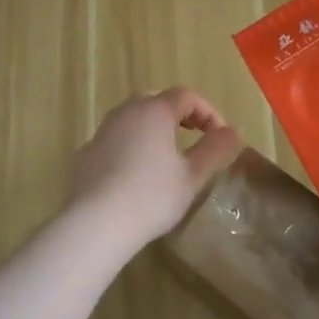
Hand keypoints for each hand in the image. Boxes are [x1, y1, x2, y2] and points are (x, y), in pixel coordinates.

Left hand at [68, 89, 243, 251]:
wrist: (96, 222)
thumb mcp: (192, 176)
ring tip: (166, 152)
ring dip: (153, 127)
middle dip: (179, 114)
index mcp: (154, 111)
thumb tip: (232, 132)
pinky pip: (115, 138)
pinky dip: (131, 144)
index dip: (208, 111)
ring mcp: (102, 130)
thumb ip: (214, 149)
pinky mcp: (86, 152)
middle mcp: (126, 112)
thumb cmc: (151, 197)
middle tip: (194, 134)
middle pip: (156, 101)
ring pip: (132, 117)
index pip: (186, 96)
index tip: (220, 135)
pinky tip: (136, 171)